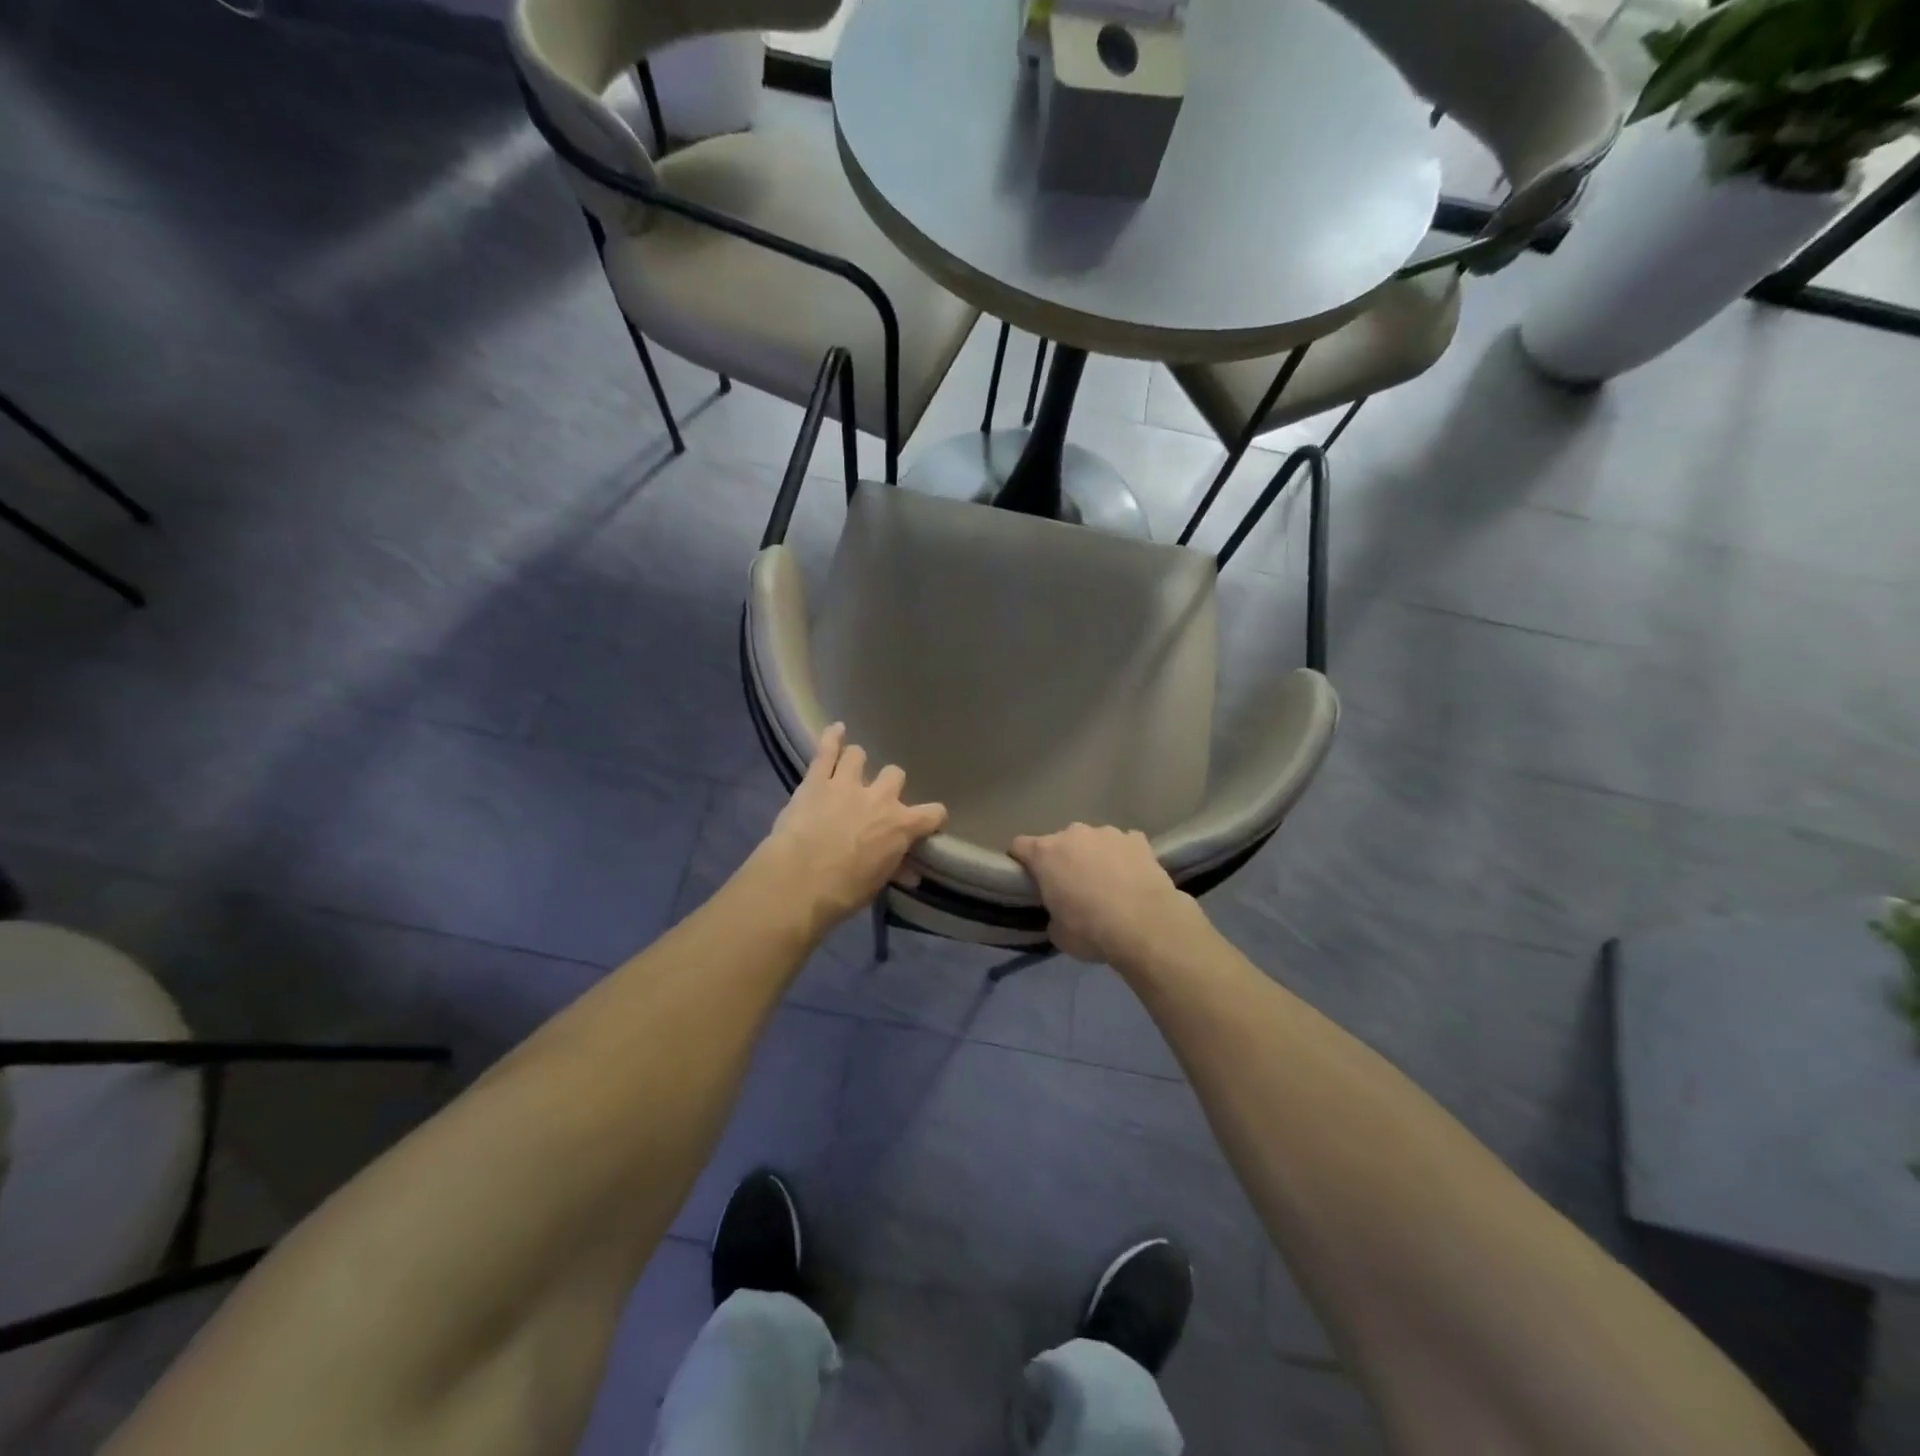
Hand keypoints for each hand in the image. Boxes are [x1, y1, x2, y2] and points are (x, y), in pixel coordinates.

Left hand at [754, 724, 947, 936]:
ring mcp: (847, 784)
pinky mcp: (817, 780)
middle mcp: (880, 797)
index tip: (927, 823)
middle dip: (888, 785)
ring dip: (856, 763)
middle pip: (896, 775)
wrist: (799, 882)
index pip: (934, 813)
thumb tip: (911, 872)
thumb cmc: (843, 891)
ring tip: (849, 771)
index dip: (932, 818)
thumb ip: (895, 869)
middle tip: (875, 800)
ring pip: (860, 755)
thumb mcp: (876, 884)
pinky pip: (827, 749)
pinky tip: (836, 729)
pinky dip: (832, 738)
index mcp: (901, 825)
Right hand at [1009, 824, 1204, 967]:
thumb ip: (1052, 914)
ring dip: (1094, 856)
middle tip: (1073, 888)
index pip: (1019, 846)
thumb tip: (1060, 912)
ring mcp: (1107, 833)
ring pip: (1092, 841)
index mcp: (1045, 853)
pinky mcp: (1137, 839)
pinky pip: (1123, 845)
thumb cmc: (1091, 930)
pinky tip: (1132, 879)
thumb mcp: (1058, 933)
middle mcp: (1073, 834)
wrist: (1146, 925)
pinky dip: (1123, 857)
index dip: (1021, 861)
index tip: (1028, 880)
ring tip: (1108, 885)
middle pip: (1059, 842)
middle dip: (1062, 860)